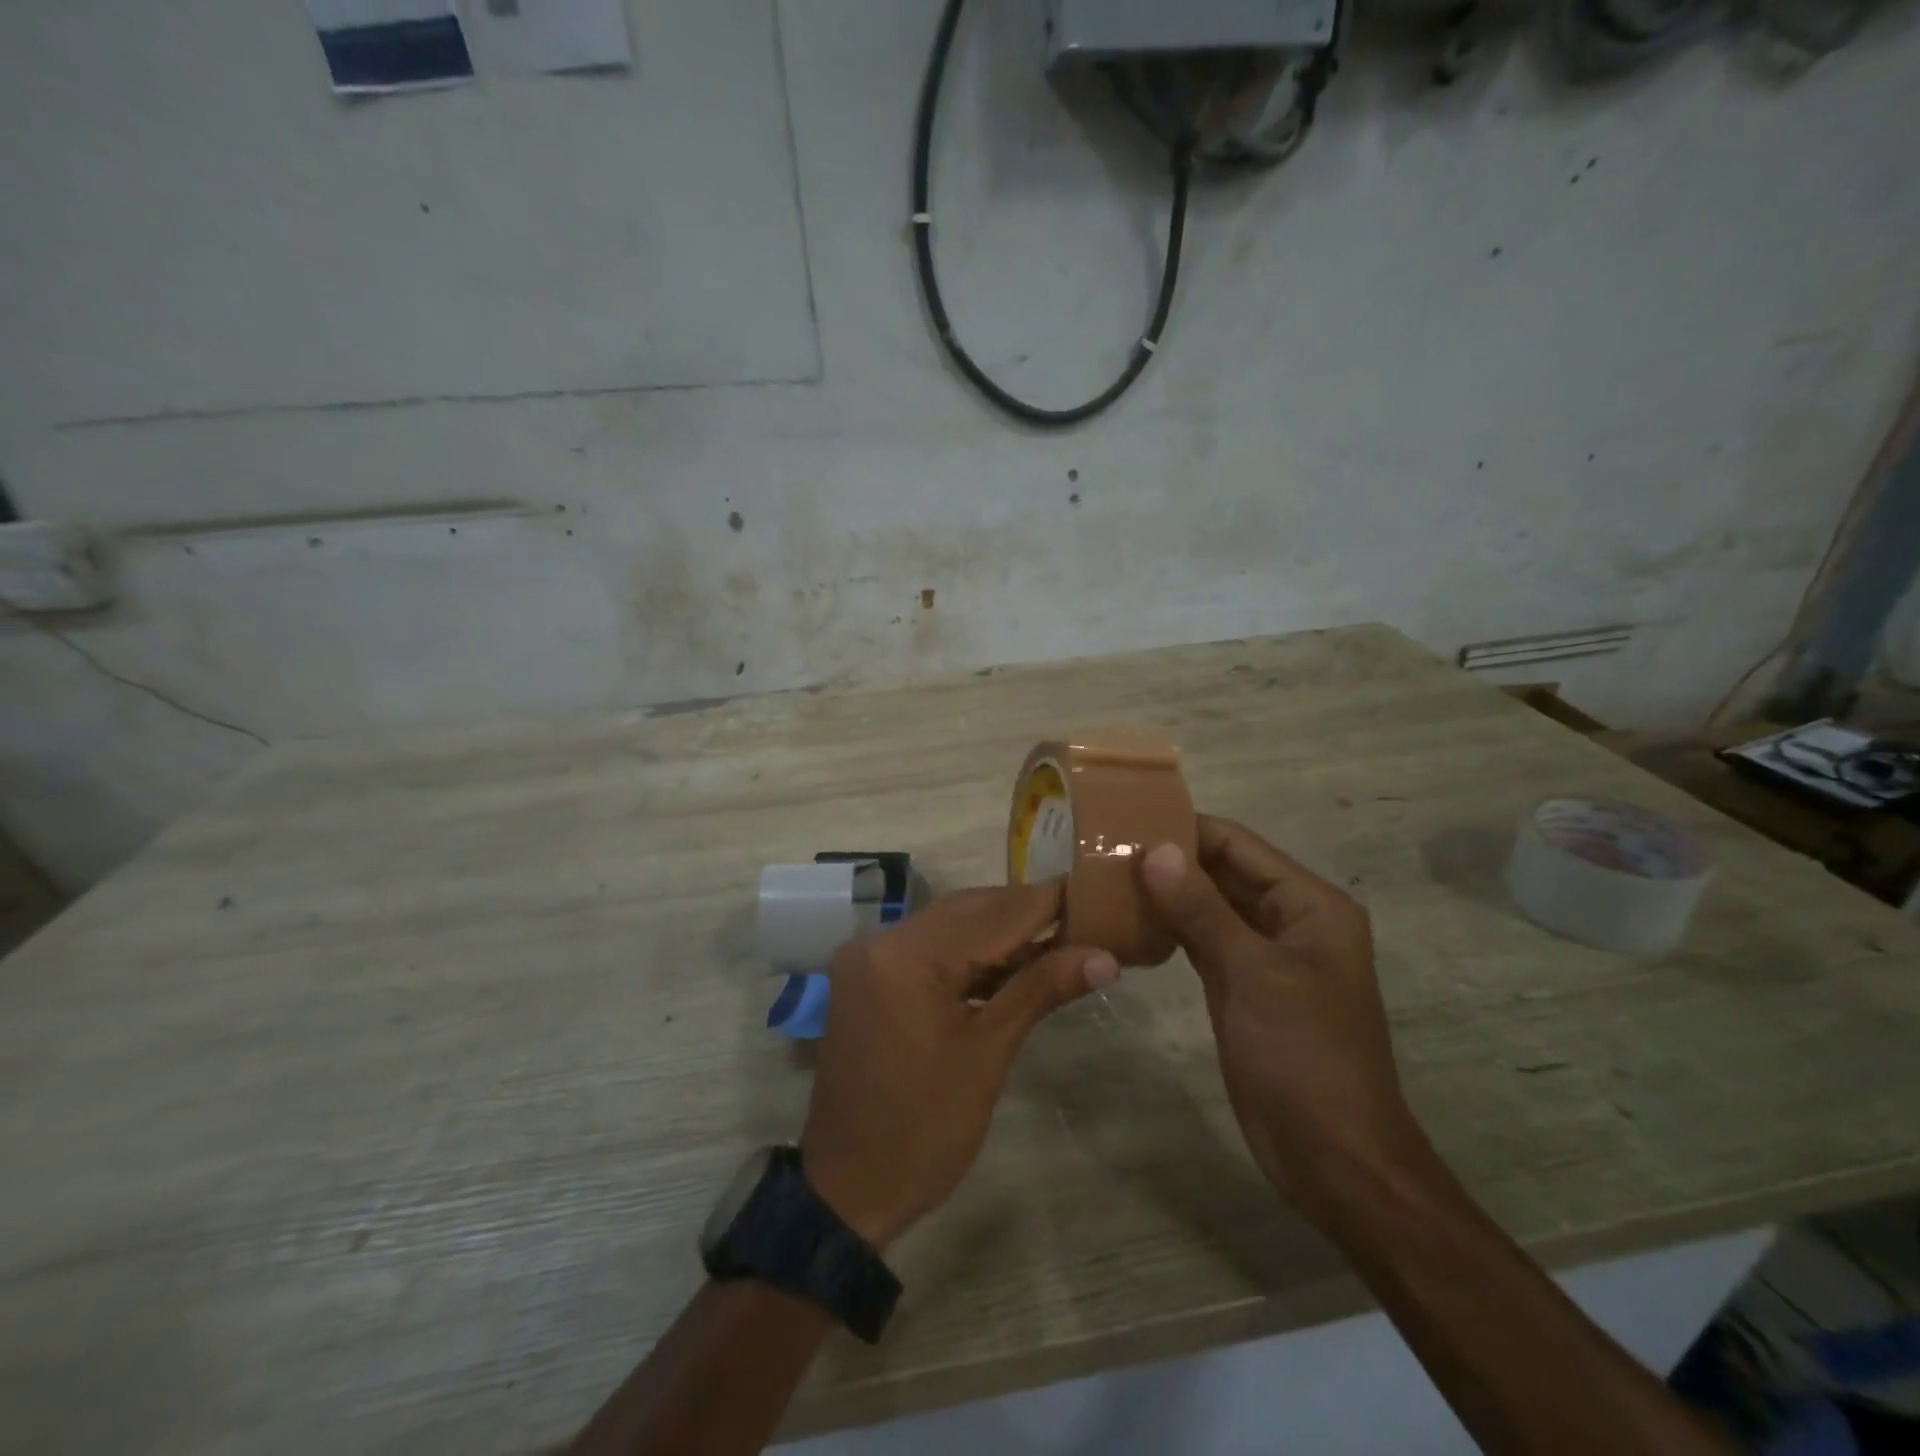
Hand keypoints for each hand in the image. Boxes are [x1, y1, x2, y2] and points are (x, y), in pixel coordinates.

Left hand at [801, 882, 1117, 1248]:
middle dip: (1024, 914)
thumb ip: (1041, 989)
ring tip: (1055, 941)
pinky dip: (966, 953)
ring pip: (947, 925)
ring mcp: (867, 956)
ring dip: (997, 932)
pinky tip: (1007, 964)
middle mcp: (881, 940)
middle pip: (967, 911)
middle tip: (1081, 921)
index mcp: (907, 956)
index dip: (1046, 903)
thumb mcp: (989, 1054)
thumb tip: (1104, 956)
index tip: (1094, 895)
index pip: (992, 914)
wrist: (849, 1188)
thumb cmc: (926, 1129)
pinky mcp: (866, 975)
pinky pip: (926, 947)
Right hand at [1139, 816, 1429, 1219]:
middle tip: (1104, 850)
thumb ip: (1201, 907)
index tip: (1125, 822)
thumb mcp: (1251, 973)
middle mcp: (1289, 919)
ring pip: (1208, 907)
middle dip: (1169, 861)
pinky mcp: (1241, 986)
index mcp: (1309, 904)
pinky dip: (1170, 929)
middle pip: (1223, 872)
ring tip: (1106, 877)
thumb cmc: (1303, 1055)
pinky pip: (1202, 942)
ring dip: (1165, 894)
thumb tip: (1154, 849)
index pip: (1239, 845)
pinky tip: (1129, 921)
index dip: (1185, 829)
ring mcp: (1264, 955)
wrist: (1332, 1157)